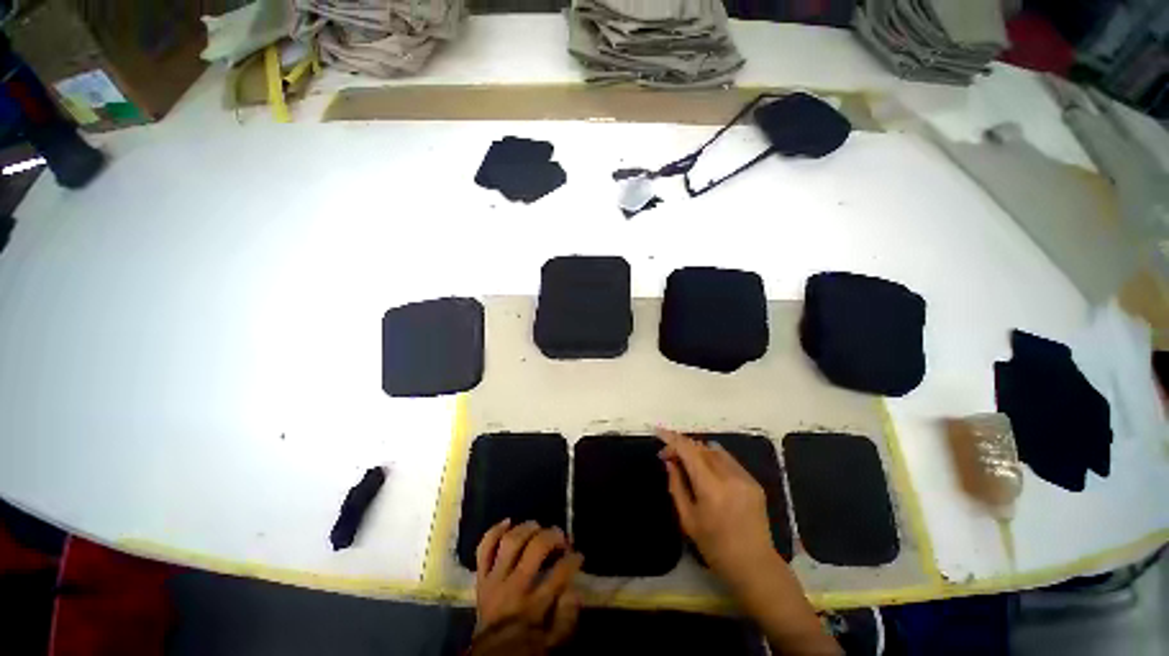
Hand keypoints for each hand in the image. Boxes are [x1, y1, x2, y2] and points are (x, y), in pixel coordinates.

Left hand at [474, 520, 583, 648]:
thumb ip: (566, 618)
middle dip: (552, 536)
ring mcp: (495, 580)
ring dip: (527, 529)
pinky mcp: (481, 577)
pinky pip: (484, 549)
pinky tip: (508, 522)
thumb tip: (574, 589)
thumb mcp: (552, 643)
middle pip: (535, 549)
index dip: (572, 560)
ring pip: (510, 542)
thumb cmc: (525, 647)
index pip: (558, 574)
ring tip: (539, 527)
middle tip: (562, 537)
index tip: (579, 555)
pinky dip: (494, 531)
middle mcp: (514, 587)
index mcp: (533, 606)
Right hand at [657, 429, 779, 588]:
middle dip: (682, 446)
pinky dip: (713, 458)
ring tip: (686, 463)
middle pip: (701, 448)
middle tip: (668, 457)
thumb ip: (676, 485)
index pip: (688, 451)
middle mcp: (729, 477)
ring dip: (697, 451)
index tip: (657, 431)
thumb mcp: (688, 519)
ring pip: (714, 451)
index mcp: (711, 488)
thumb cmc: (715, 548)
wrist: (755, 567)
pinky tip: (706, 469)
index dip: (672, 438)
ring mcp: (744, 477)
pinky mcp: (753, 482)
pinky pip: (728, 460)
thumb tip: (670, 461)